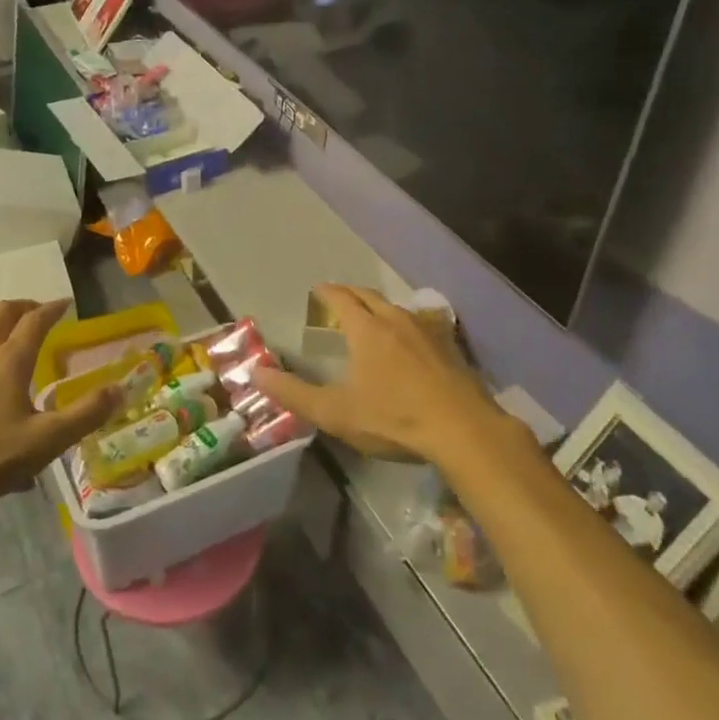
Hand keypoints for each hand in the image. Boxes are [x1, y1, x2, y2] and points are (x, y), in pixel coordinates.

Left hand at [0, 300, 116, 513]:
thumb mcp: (43, 442)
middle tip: (39, 315)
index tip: (66, 303)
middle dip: (24, 307)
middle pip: (3, 312)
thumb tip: (120, 389)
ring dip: (0, 328)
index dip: (53, 308)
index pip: (36, 319)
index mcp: (9, 358)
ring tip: (12, 347)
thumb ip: (85, 415)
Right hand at [253, 285, 509, 463]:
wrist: (463, 430)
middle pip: (370, 297)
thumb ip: (294, 393)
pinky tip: (409, 338)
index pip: (342, 299)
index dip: (328, 292)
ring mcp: (427, 331)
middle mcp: (396, 320)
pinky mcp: (450, 348)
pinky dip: (405, 322)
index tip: (318, 289)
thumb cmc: (394, 418)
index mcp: (367, 329)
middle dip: (351, 294)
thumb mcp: (336, 412)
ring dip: (379, 307)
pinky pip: (420, 323)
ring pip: (397, 308)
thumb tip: (255, 373)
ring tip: (370, 316)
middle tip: (339, 297)